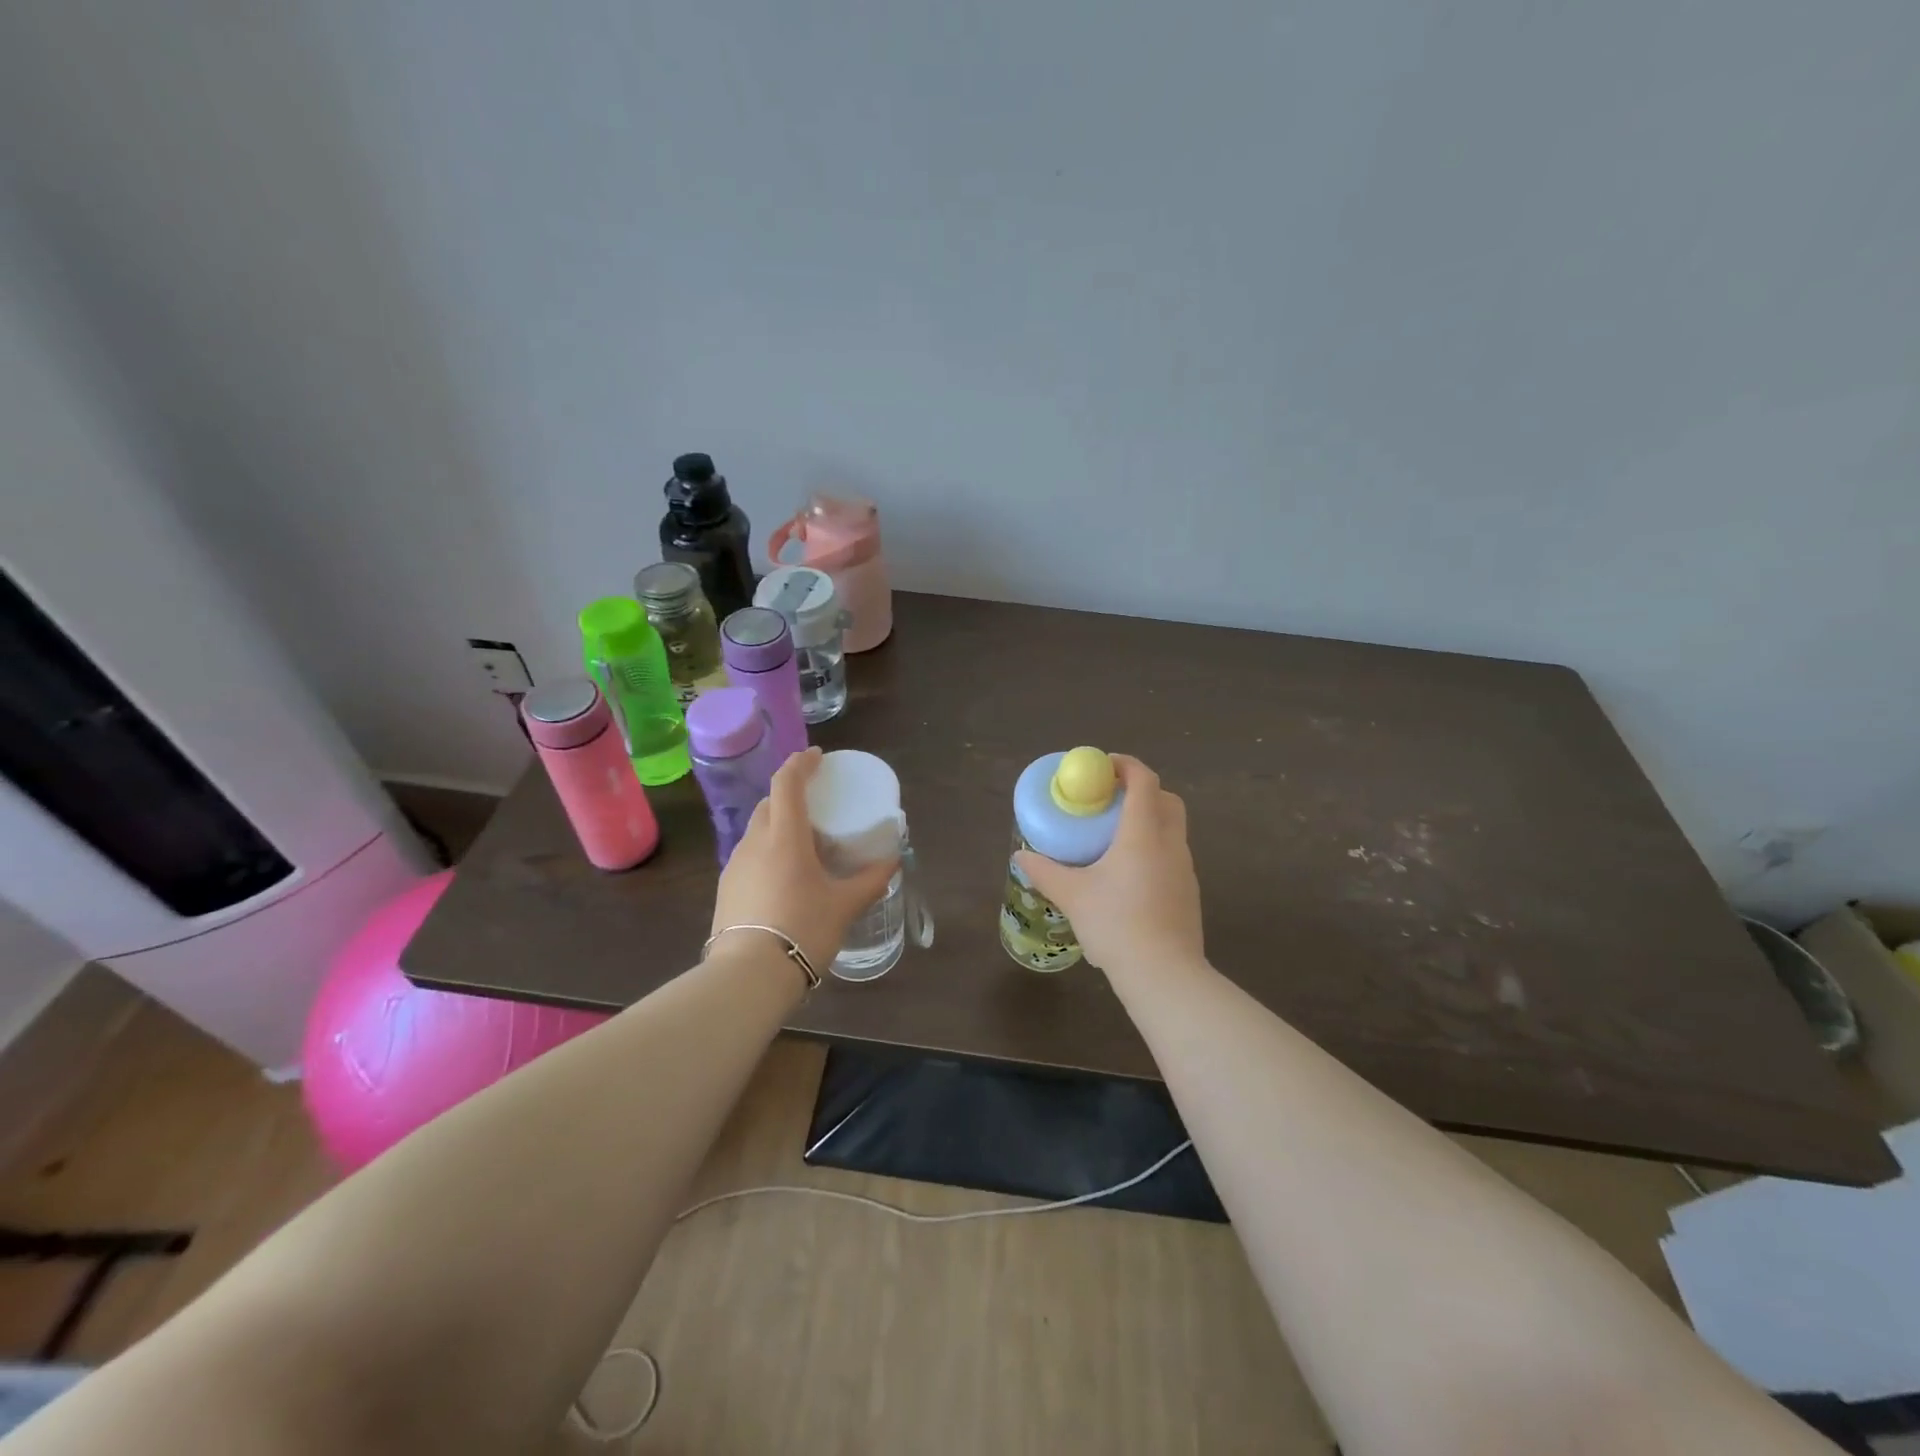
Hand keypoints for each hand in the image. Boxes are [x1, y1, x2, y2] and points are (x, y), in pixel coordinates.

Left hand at [710, 747, 898, 974]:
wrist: (748, 977)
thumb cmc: (803, 930)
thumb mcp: (845, 906)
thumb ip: (871, 880)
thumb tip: (893, 862)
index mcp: (784, 837)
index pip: (787, 783)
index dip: (801, 763)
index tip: (817, 757)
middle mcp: (754, 843)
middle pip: (769, 804)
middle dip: (790, 794)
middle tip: (816, 805)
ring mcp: (735, 866)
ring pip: (757, 831)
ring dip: (778, 825)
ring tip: (803, 844)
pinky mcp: (726, 889)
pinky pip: (749, 856)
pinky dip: (767, 852)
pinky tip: (784, 877)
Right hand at [1014, 755, 1204, 982]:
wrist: (1164, 974)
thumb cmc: (1116, 924)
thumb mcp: (1072, 896)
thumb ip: (1046, 872)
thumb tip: (1022, 857)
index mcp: (1143, 834)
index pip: (1144, 781)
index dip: (1126, 765)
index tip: (1104, 766)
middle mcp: (1170, 843)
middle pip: (1167, 799)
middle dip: (1142, 790)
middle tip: (1111, 800)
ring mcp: (1185, 869)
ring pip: (1173, 828)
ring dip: (1150, 820)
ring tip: (1116, 838)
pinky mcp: (1189, 892)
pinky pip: (1173, 855)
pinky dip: (1155, 848)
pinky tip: (1130, 875)